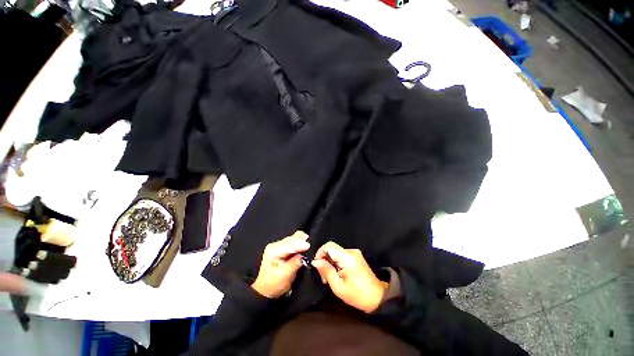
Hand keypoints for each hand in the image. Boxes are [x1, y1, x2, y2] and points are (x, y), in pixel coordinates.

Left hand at [251, 231, 309, 298]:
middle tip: (312, 246)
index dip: (300, 244)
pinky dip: (300, 244)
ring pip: (294, 239)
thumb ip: (295, 263)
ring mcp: (279, 245)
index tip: (309, 246)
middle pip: (292, 238)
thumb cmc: (273, 285)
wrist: (265, 291)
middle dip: (302, 241)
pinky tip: (305, 247)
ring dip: (302, 242)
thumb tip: (304, 256)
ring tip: (310, 247)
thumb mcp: (284, 275)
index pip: (289, 244)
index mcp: (273, 250)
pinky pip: (294, 242)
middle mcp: (275, 245)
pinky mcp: (283, 248)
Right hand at [311, 241, 387, 312]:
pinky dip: (336, 263)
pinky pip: (341, 255)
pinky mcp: (356, 257)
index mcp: (347, 257)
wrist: (378, 298)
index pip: (329, 245)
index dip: (320, 253)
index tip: (317, 266)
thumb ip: (326, 271)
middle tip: (323, 276)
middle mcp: (351, 251)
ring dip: (330, 262)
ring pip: (336, 252)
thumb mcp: (338, 287)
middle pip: (332, 249)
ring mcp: (354, 253)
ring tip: (330, 277)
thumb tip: (315, 261)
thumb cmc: (357, 295)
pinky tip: (337, 274)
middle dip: (324, 260)